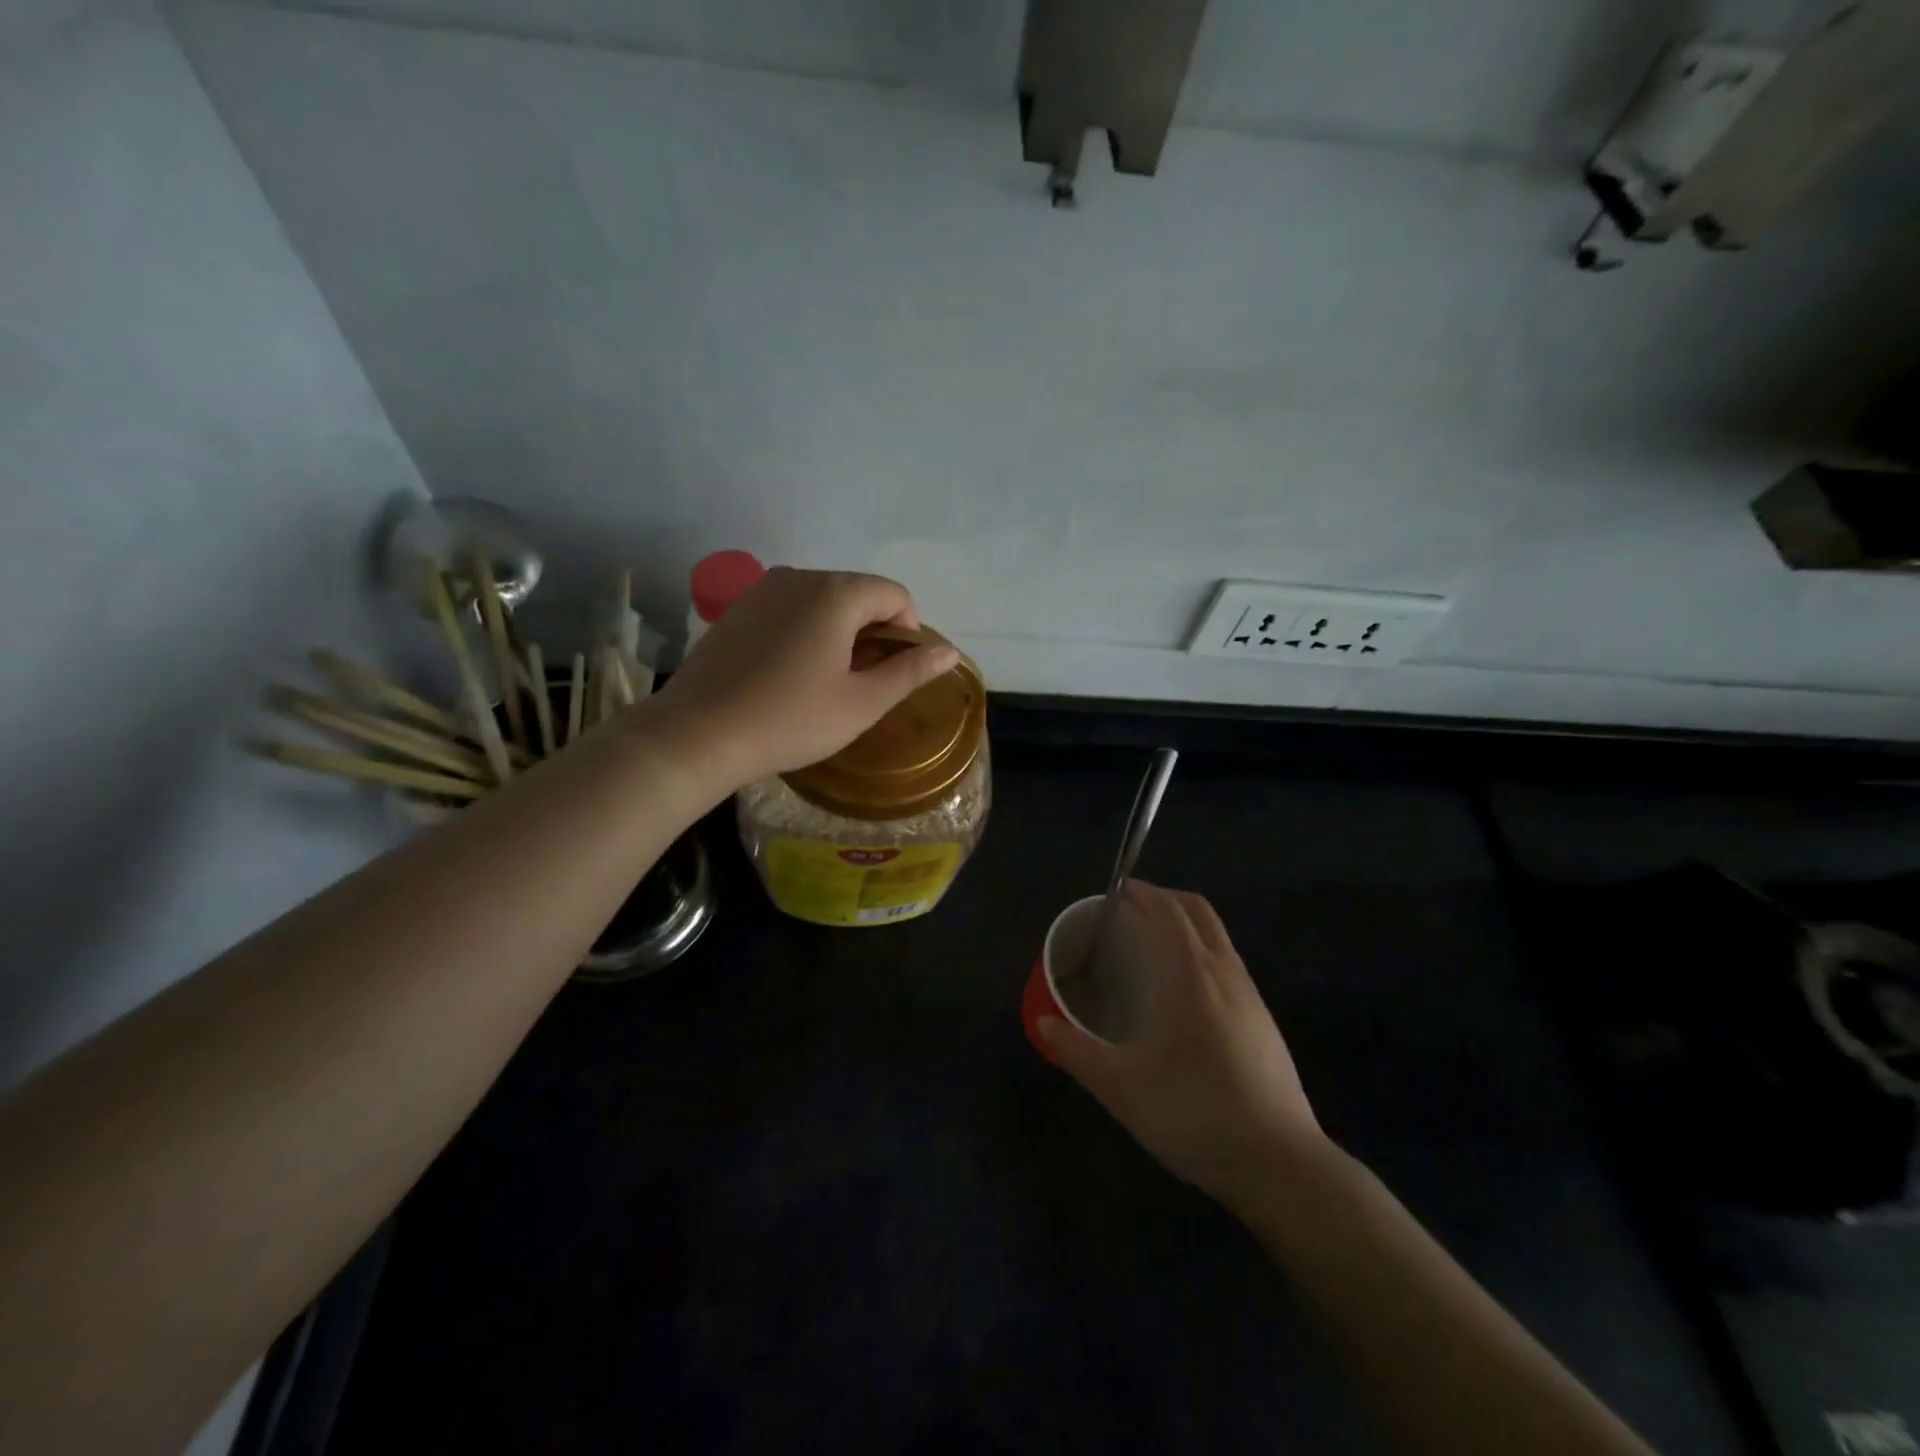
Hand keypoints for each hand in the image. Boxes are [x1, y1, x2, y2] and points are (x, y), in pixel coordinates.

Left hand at [654, 567, 958, 785]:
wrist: (698, 733)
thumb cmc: (790, 720)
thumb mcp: (861, 703)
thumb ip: (909, 672)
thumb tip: (949, 652)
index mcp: (835, 593)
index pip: (894, 594)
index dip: (907, 631)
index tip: (893, 673)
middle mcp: (798, 577)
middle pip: (857, 593)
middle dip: (872, 631)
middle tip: (862, 682)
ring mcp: (761, 590)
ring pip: (821, 600)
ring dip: (838, 632)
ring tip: (826, 680)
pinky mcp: (736, 609)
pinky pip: (788, 609)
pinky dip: (804, 631)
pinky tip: (789, 673)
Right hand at [1039, 882, 1324, 1209]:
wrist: (1280, 1165)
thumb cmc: (1194, 1113)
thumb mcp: (1121, 1087)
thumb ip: (1077, 1051)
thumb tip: (1042, 1024)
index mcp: (1192, 974)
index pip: (1168, 909)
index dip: (1142, 892)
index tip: (1115, 892)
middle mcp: (1226, 972)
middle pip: (1199, 911)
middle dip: (1165, 899)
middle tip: (1130, 912)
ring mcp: (1252, 996)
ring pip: (1218, 937)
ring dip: (1186, 926)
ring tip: (1151, 949)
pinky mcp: (1265, 1022)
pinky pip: (1228, 964)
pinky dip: (1202, 953)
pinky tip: (1183, 995)